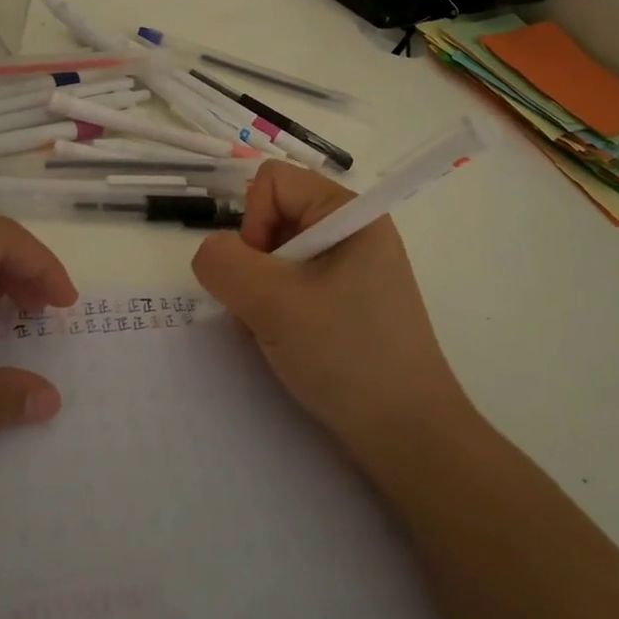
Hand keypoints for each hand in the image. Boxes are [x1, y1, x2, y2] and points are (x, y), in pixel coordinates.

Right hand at [192, 162, 475, 466]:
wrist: (408, 437)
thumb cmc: (346, 355)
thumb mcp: (273, 303)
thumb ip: (223, 263)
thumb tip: (210, 254)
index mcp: (349, 214)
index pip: (273, 181)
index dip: (253, 220)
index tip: (262, 273)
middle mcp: (353, 233)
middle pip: (273, 218)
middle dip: (255, 264)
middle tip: (266, 310)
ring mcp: (353, 272)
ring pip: (277, 258)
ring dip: (261, 294)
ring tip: (276, 334)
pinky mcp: (348, 306)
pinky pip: (294, 288)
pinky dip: (277, 312)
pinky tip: (287, 346)